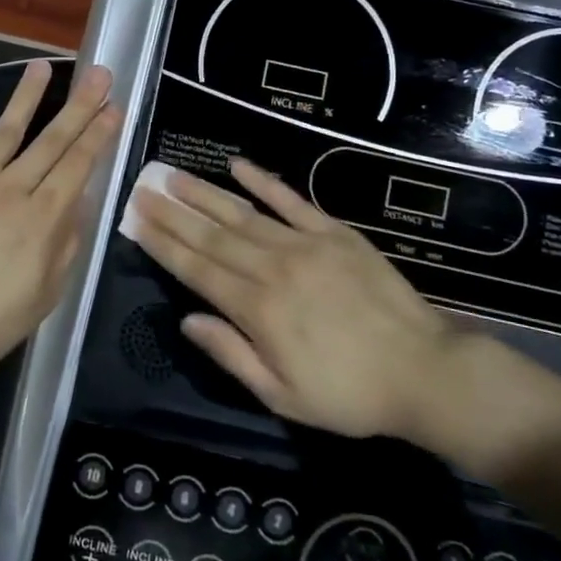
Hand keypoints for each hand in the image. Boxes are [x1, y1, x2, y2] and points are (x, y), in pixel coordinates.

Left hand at [0, 60, 118, 377]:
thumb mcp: (46, 295)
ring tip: (43, 66)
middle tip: (99, 73)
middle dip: (79, 106)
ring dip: (26, 97)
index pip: (78, 165)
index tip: (114, 107)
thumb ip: (66, 244)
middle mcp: (11, 190)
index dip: (99, 134)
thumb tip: (81, 202)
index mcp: (42, 218)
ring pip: (4, 132)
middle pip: (51, 141)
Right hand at [127, 159, 466, 447]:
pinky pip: (292, 201)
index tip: (136, 221)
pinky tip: (237, 164)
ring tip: (173, 175)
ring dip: (204, 193)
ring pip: (242, 213)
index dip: (163, 244)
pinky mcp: (335, 233)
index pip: (196, 269)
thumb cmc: (349, 394)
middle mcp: (272, 268)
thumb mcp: (283, 395)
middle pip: (211, 235)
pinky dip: (264, 181)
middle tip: (143, 189)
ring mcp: (304, 245)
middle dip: (173, 213)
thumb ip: (231, 354)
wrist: (424, 371)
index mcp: (257, 309)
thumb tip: (186, 320)